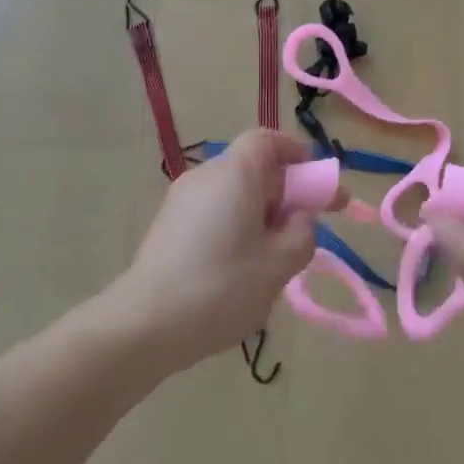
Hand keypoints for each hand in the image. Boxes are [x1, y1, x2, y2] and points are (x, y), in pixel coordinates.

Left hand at [108, 129, 324, 373]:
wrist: (146, 323)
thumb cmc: (222, 287)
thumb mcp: (280, 264)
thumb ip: (303, 233)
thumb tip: (300, 217)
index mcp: (235, 173)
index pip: (267, 140)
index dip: (296, 153)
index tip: (317, 182)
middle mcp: (206, 175)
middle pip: (252, 167)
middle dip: (284, 191)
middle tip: (308, 226)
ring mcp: (181, 200)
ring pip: (232, 192)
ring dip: (261, 212)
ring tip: (275, 256)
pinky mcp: (167, 225)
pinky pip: (212, 211)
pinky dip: (235, 224)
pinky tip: (240, 267)